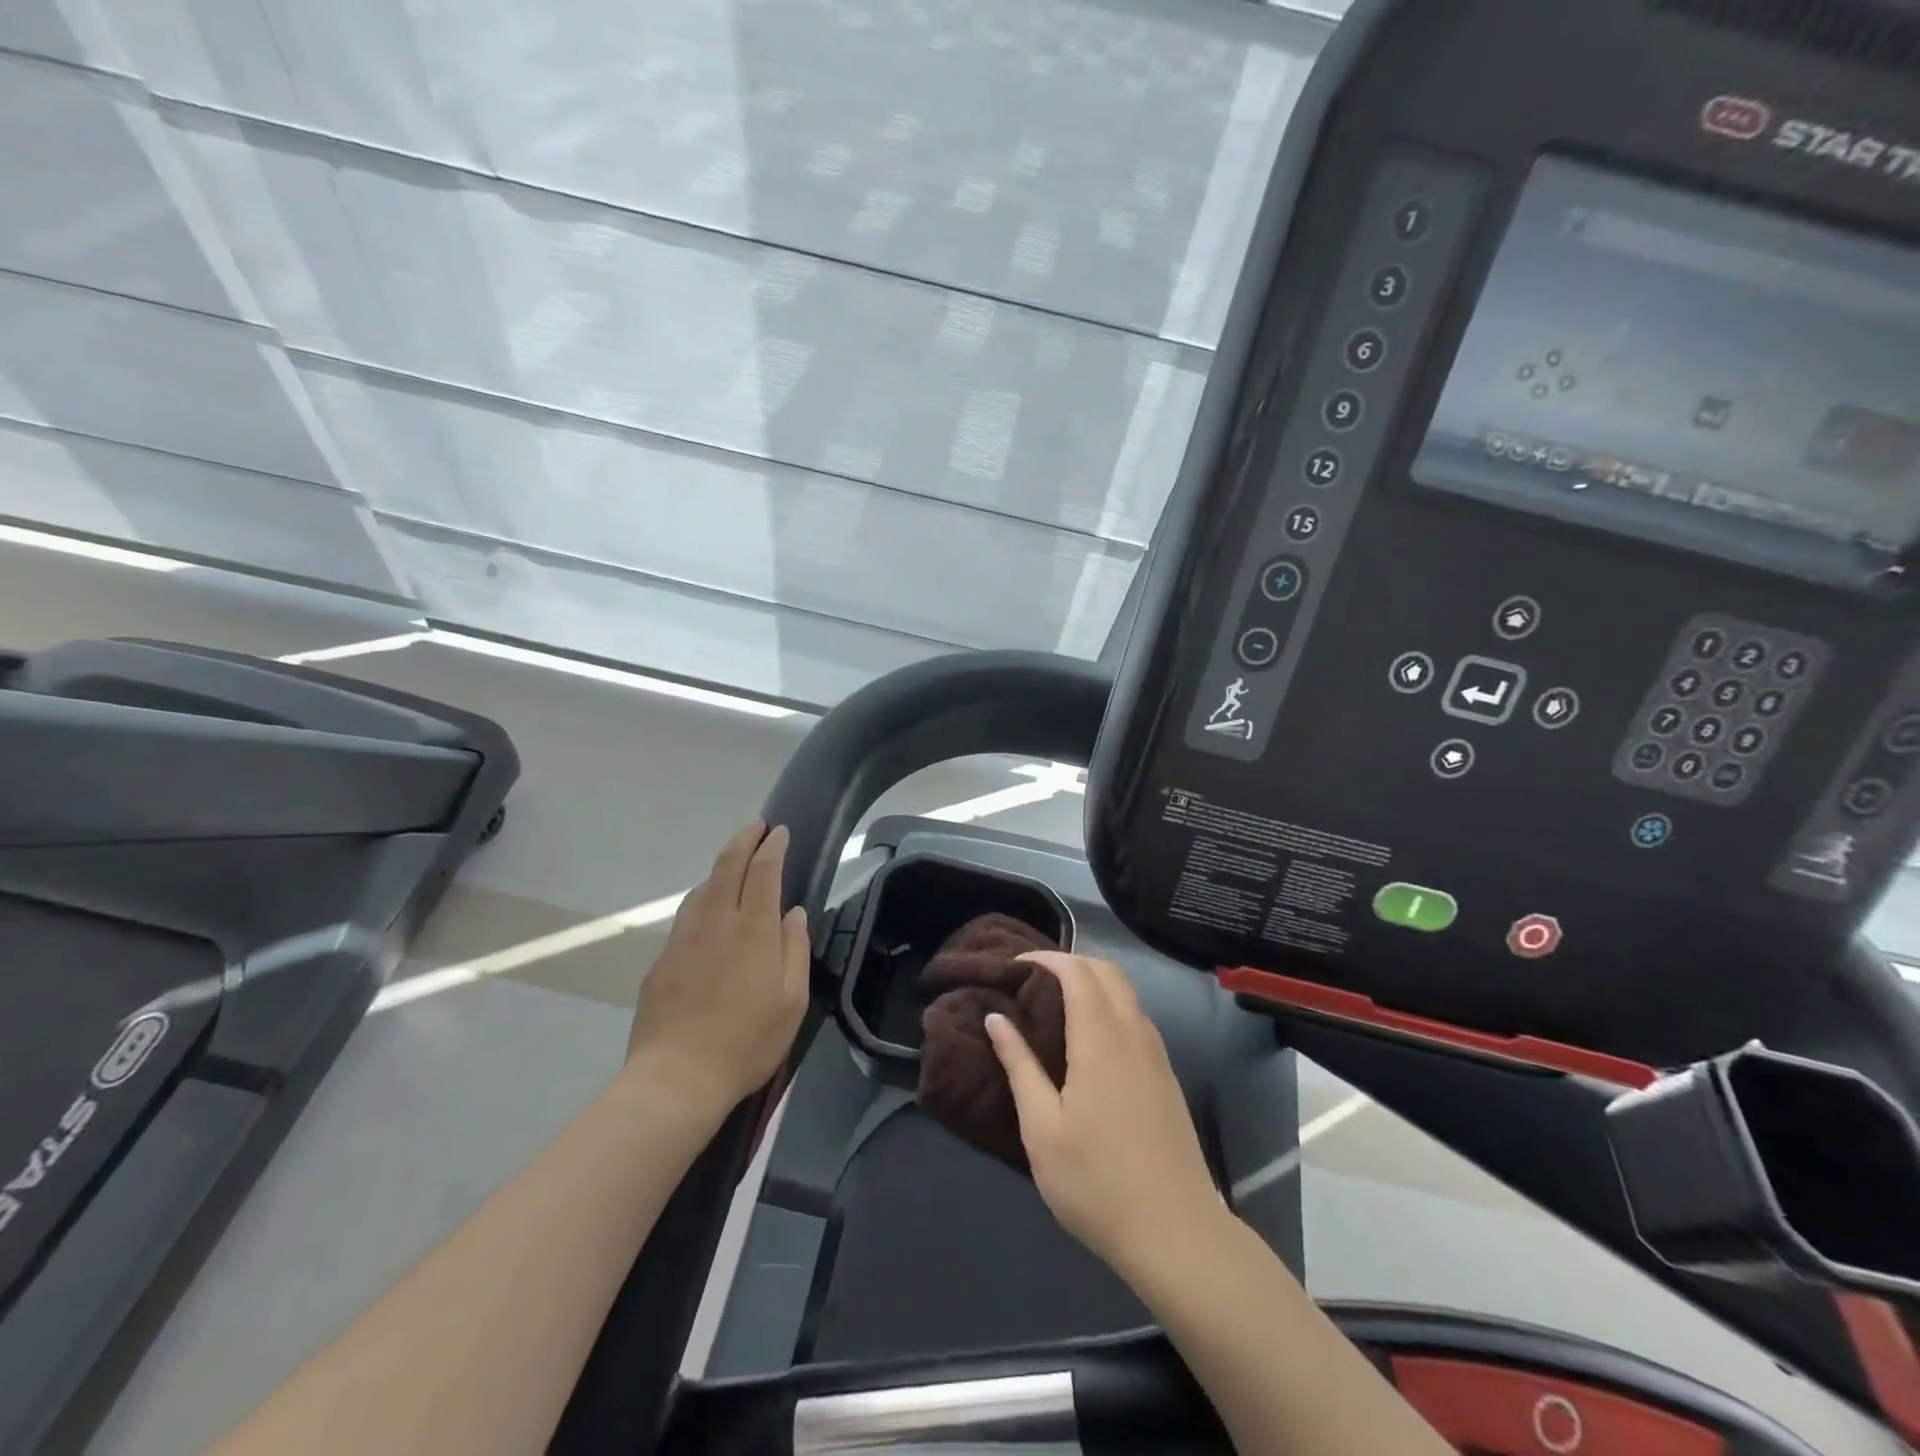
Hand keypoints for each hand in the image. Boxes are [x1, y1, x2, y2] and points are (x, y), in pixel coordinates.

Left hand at [624, 822, 809, 1117]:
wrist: (676, 1078)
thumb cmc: (747, 1042)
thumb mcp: (792, 1001)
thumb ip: (795, 949)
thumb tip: (793, 913)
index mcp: (754, 930)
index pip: (764, 871)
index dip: (773, 847)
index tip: (780, 832)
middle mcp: (717, 922)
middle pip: (728, 866)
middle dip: (744, 840)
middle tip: (757, 827)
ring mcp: (685, 937)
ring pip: (704, 887)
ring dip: (722, 867)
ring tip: (735, 864)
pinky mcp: (663, 958)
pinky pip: (688, 913)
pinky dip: (704, 896)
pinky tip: (709, 908)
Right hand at [986, 952, 1220, 1277]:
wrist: (1177, 1234)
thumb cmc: (1097, 1182)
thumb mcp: (1042, 1129)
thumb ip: (1019, 1066)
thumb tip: (996, 1018)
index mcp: (1100, 1040)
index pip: (1077, 972)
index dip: (1046, 959)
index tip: (1016, 966)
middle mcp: (1134, 1034)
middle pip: (1108, 972)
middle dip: (1072, 962)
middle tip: (1035, 979)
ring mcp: (1156, 1055)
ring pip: (1128, 993)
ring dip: (1094, 982)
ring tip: (1059, 1002)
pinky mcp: (1167, 1077)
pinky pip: (1138, 1018)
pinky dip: (1112, 1006)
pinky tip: (1092, 1038)